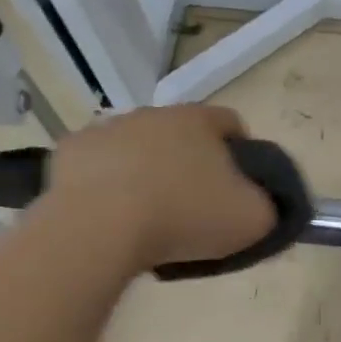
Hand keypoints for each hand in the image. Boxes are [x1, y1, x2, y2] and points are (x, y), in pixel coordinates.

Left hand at [43, 106, 276, 273]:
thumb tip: (264, 204)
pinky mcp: (71, 152)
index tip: (238, 188)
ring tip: (146, 216)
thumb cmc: (183, 217)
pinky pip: (98, 166)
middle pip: (182, 134)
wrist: (98, 228)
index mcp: (200, 120)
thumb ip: (269, 206)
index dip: (241, 154)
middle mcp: (154, 113)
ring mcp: (108, 129)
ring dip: (145, 171)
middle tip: (192, 207)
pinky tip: (108, 215)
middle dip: (190, 162)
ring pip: (137, 147)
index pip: (232, 124)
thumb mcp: (251, 219)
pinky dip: (105, 184)